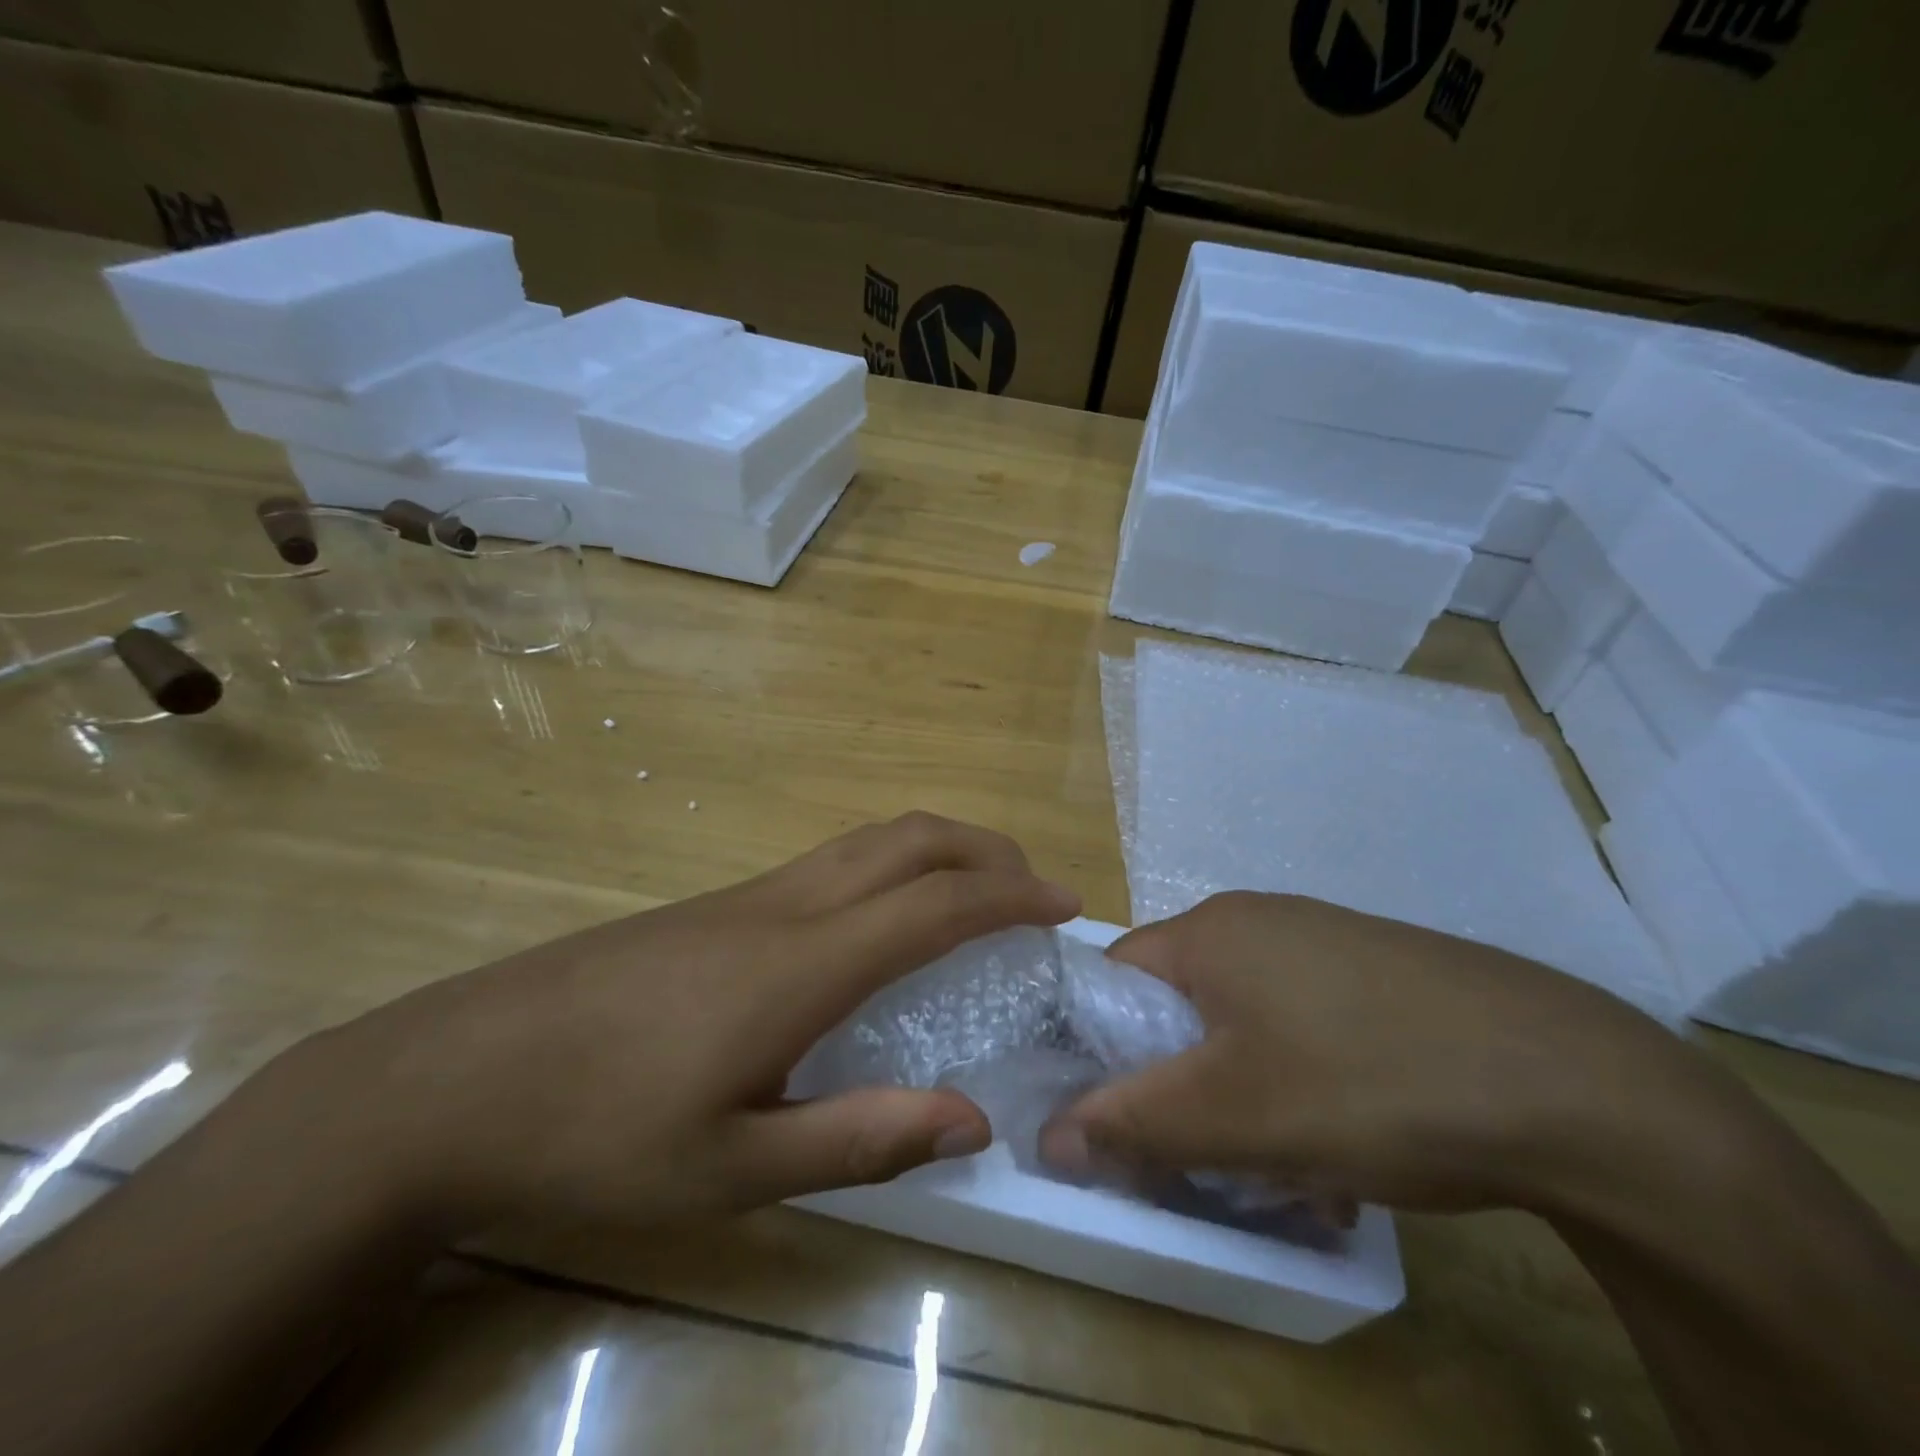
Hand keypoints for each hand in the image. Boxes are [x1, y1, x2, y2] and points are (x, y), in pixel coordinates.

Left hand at [278, 813, 1079, 1234]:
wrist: (448, 1081)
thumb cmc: (595, 1136)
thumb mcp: (735, 1170)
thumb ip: (863, 1139)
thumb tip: (974, 1118)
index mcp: (803, 963)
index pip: (936, 903)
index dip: (1010, 894)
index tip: (1064, 903)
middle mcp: (784, 907)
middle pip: (906, 838)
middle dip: (983, 848)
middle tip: (1031, 887)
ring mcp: (745, 896)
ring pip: (866, 842)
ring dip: (935, 849)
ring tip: (974, 894)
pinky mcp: (713, 907)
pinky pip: (828, 864)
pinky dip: (888, 868)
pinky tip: (881, 925)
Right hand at [1040, 891, 1714, 1214]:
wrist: (1576, 1086)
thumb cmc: (1369, 1084)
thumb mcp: (1233, 1116)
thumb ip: (1131, 1123)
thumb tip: (1049, 1136)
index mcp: (1212, 930)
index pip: (1115, 977)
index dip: (1105, 1045)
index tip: (1128, 1114)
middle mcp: (1261, 919)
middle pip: (1182, 1002)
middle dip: (1182, 1080)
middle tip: (1213, 1149)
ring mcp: (1325, 940)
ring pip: (1245, 1020)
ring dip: (1244, 1090)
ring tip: (1290, 1161)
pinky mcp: (1378, 970)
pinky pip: (1303, 1021)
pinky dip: (1301, 1077)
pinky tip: (1348, 1137)